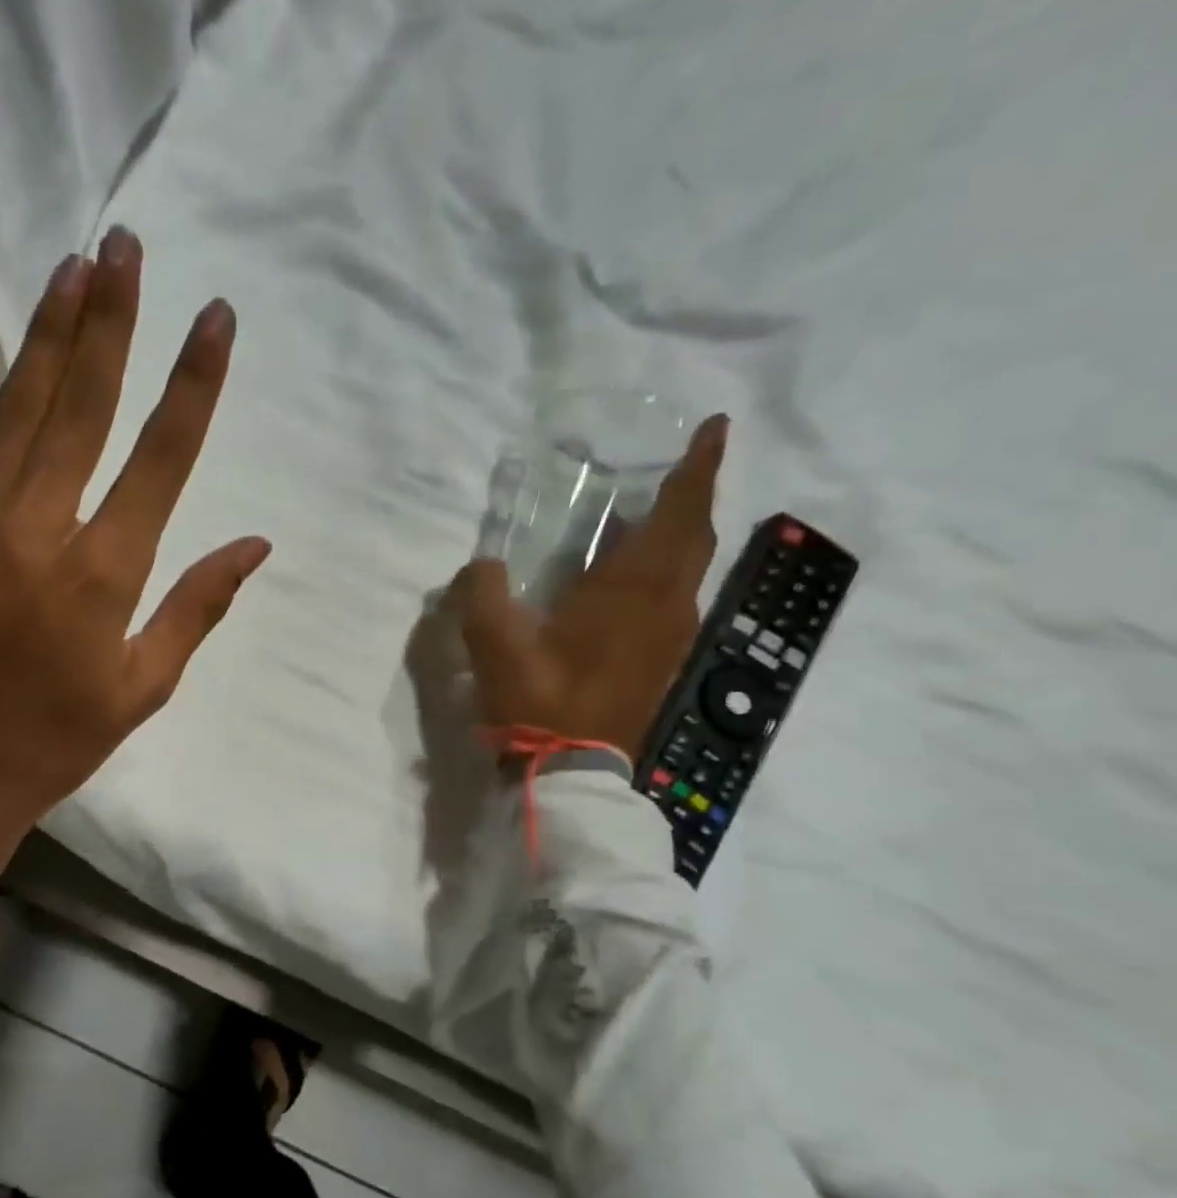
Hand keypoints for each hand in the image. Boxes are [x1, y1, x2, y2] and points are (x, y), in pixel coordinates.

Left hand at [0, 229, 269, 1016]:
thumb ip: (197, 608)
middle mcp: (41, 532)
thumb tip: (256, 545)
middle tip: (125, 244)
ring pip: (18, 411)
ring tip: (71, 266)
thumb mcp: (142, 690)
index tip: (216, 317)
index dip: (194, 383)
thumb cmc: (54, 744)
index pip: (163, 457)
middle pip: (85, 407)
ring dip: (48, 335)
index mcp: (105, 574)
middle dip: (112, 321)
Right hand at [451, 415, 728, 760]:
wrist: (570, 770)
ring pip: (690, 569)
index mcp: (632, 590)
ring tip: (649, 517)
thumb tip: (484, 566)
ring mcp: (670, 637)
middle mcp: (665, 606)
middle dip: (693, 495)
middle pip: (694, 537)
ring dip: (679, 534)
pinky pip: (676, 597)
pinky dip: (666, 570)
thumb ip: (482, 593)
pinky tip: (632, 579)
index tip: (715, 427)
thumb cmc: (539, 700)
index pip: (678, 514)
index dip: (698, 468)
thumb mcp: (494, 643)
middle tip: (680, 467)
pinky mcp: (662, 661)